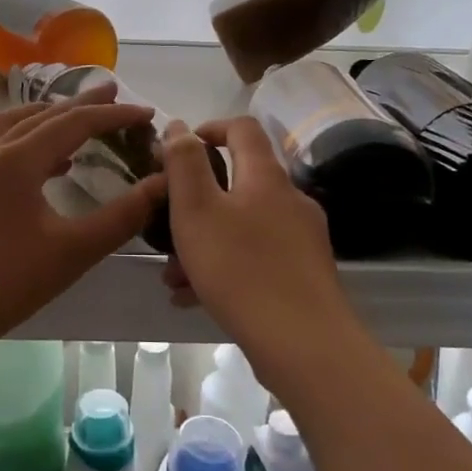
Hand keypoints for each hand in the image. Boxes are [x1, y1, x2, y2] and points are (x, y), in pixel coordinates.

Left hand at [0, 83, 164, 350]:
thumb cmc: (8, 281)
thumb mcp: (75, 250)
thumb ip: (123, 216)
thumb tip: (162, 184)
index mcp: (19, 158)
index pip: (76, 122)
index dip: (114, 115)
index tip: (147, 113)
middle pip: (46, 114)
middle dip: (84, 104)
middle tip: (116, 92)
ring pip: (19, 123)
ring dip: (54, 116)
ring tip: (82, 118)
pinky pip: (5, 142)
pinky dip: (33, 137)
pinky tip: (52, 161)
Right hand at [159, 115, 349, 352]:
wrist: (304, 344)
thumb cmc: (240, 269)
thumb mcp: (196, 210)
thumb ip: (184, 164)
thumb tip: (178, 126)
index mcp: (266, 177)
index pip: (243, 129)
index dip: (210, 128)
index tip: (180, 148)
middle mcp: (291, 200)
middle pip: (239, 184)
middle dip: (197, 202)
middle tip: (166, 226)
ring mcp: (303, 239)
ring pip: (244, 227)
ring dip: (206, 242)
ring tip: (173, 276)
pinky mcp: (305, 274)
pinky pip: (257, 258)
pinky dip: (226, 268)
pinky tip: (195, 298)